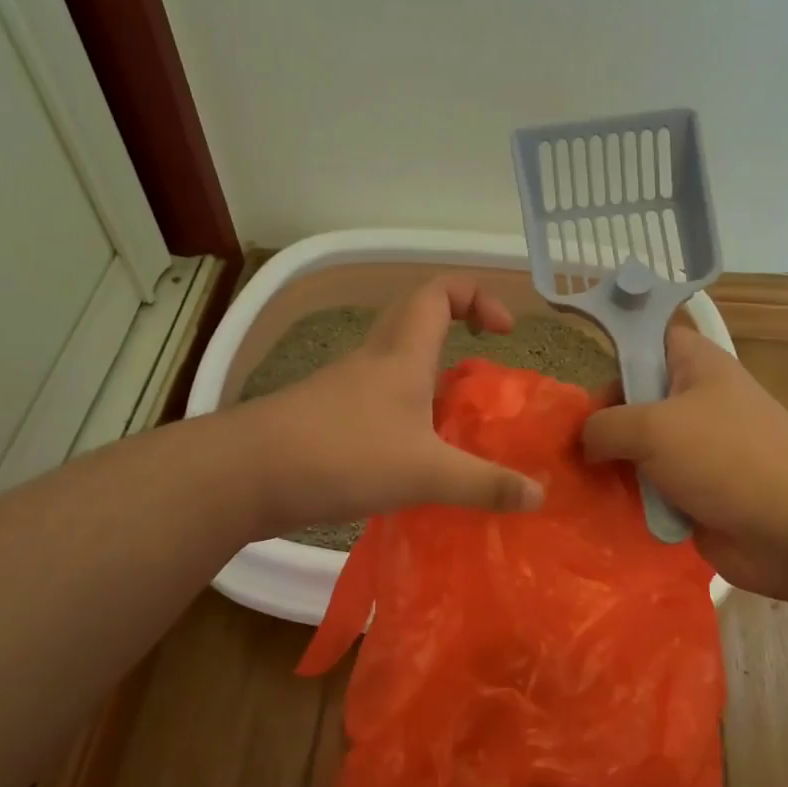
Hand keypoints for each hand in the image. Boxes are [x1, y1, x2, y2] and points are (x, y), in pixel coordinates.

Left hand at [245, 276, 545, 533]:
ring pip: (392, 364)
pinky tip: (411, 460)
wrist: (248, 474)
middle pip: (414, 318)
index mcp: (402, 354)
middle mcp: (372, 360)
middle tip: (481, 373)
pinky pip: (374, 402)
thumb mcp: (426, 473)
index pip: (439, 291)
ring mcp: (343, 389)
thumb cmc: (344, 455)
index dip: (477, 296)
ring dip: (427, 380)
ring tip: (455, 425)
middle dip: (453, 330)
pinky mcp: (325, 419)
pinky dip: (401, 415)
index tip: (504, 330)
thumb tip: (539, 495)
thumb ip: (484, 485)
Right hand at [582, 327, 787, 598]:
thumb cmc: (726, 458)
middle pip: (635, 400)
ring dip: (610, 467)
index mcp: (696, 367)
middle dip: (600, 422)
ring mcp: (696, 452)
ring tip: (571, 481)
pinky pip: (650, 489)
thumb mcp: (653, 427)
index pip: (650, 339)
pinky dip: (628, 499)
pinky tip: (596, 509)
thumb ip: (605, 426)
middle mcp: (695, 404)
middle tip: (565, 444)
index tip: (578, 375)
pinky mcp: (693, 494)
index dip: (615, 350)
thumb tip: (585, 443)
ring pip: (638, 450)